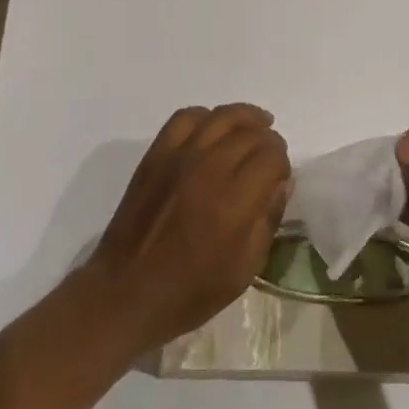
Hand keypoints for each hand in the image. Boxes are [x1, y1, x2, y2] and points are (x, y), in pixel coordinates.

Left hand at [85, 104, 289, 359]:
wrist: (126, 293)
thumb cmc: (189, 292)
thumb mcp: (243, 271)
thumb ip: (268, 221)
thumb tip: (282, 183)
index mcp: (234, 203)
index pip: (271, 156)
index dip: (283, 162)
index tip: (281, 175)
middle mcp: (209, 169)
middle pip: (250, 133)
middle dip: (268, 140)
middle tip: (270, 156)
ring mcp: (179, 157)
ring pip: (221, 117)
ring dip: (245, 117)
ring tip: (256, 124)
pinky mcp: (156, 154)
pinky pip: (185, 117)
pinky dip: (205, 116)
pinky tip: (213, 128)